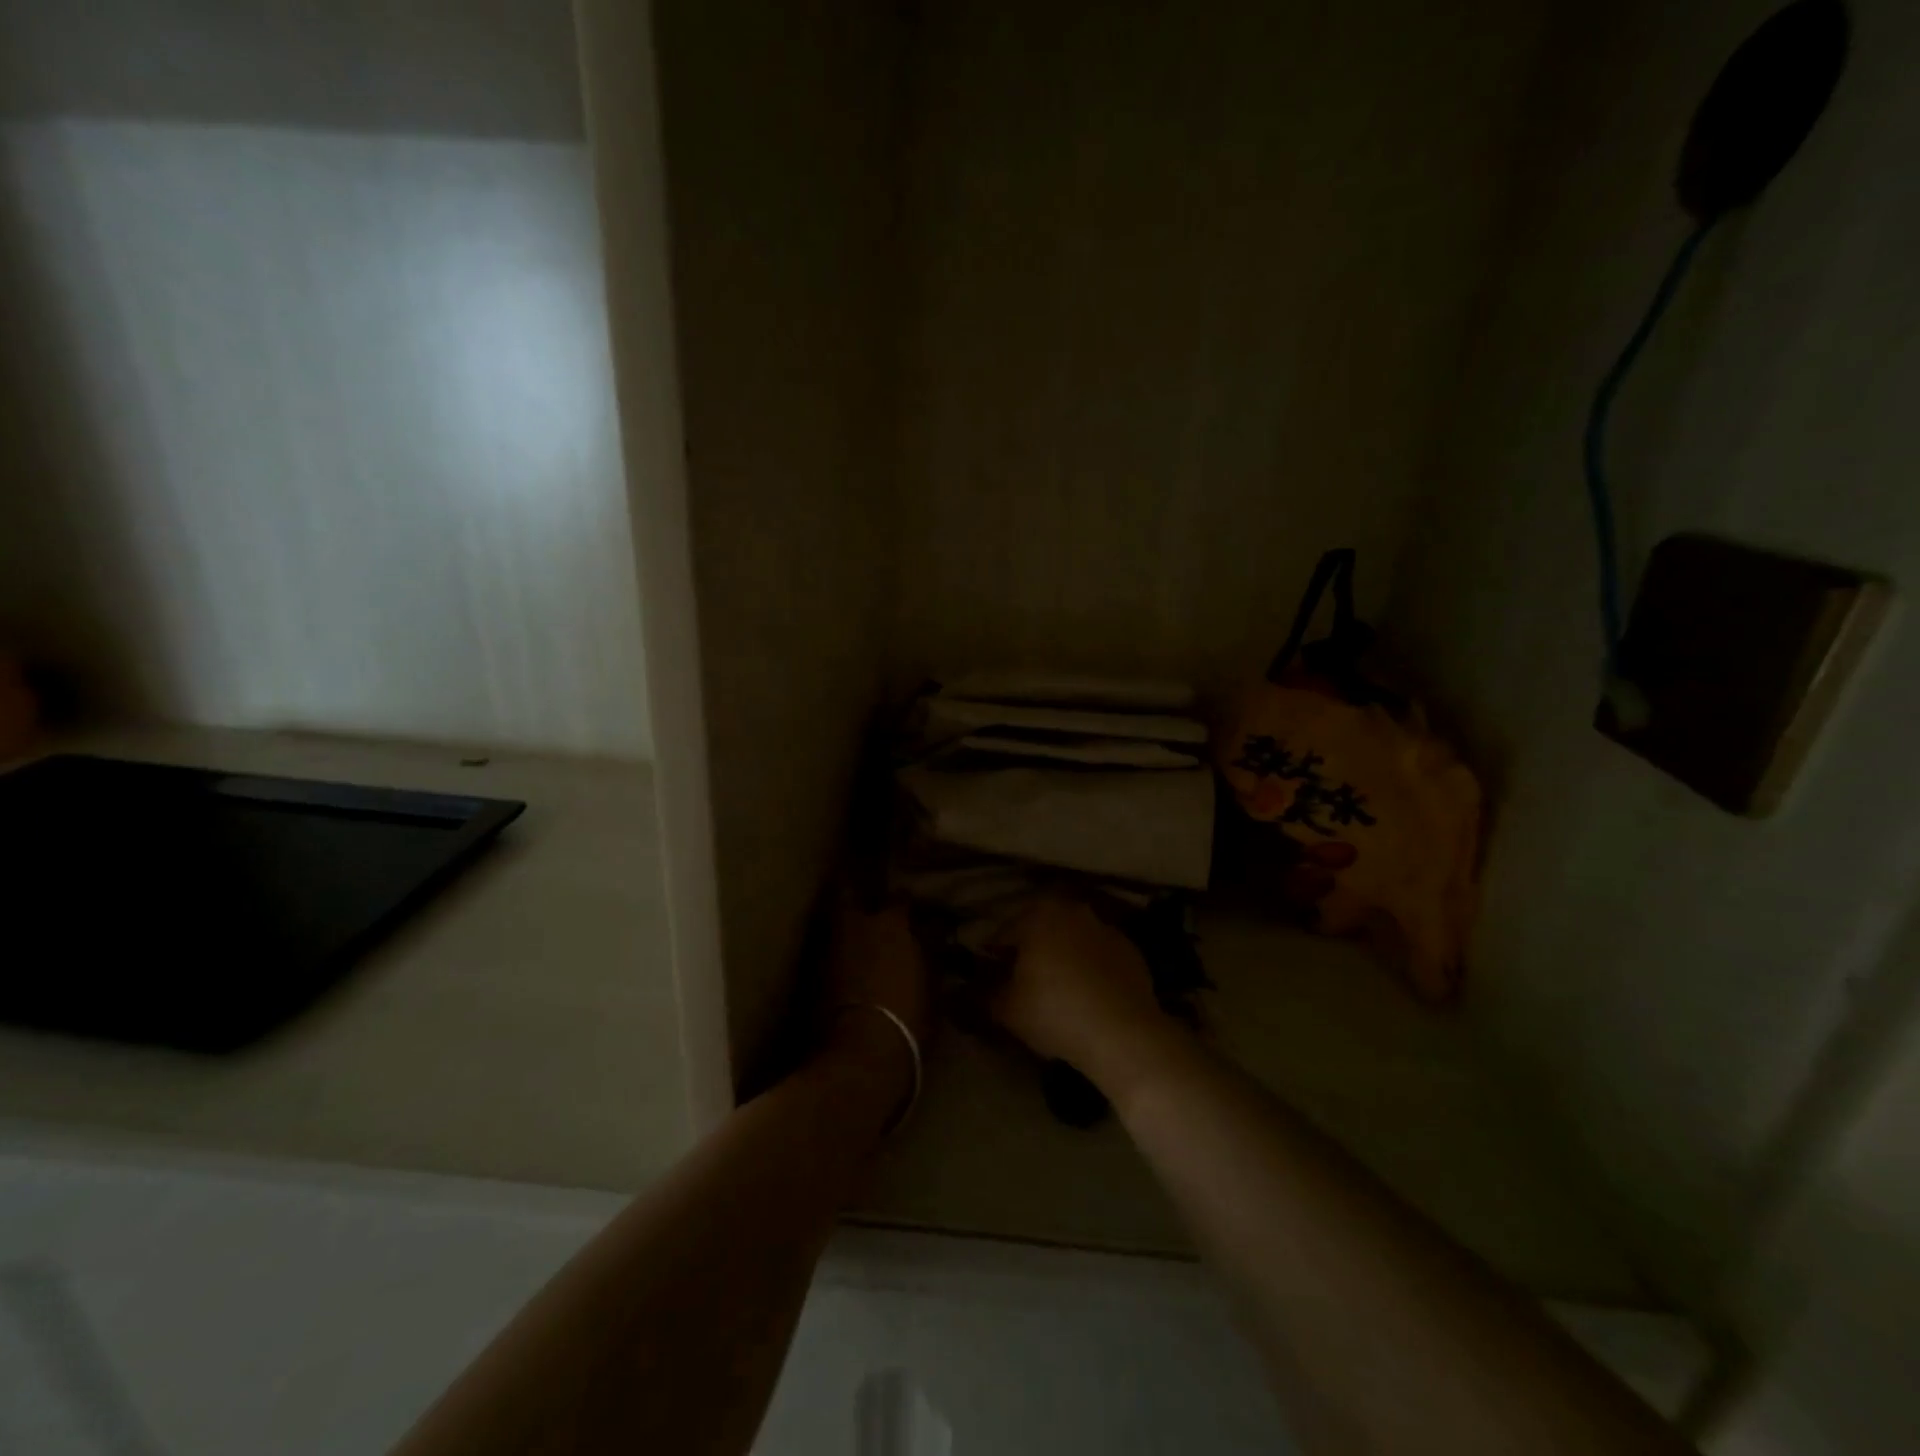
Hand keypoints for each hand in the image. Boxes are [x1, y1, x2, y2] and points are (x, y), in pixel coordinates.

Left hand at [815, 898, 931, 1121]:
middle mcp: (856, 927)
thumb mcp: (932, 987)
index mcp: (891, 924)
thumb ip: (929, 958)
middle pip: (847, 893)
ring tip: (858, 933)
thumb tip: (931, 942)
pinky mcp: (813, 976)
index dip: (906, 902)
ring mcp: (829, 949)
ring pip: (835, 923)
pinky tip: (847, 961)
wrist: (860, 1056)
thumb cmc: (908, 1019)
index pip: (901, 899)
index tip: (912, 906)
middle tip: (867, 899)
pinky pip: (828, 951)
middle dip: (856, 891)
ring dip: (846, 925)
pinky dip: (838, 952)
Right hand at [990, 897, 1180, 1097]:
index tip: (989, 979)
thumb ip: (984, 993)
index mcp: (1039, 915)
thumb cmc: (1055, 1012)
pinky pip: (1099, 956)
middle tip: (1021, 983)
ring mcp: (1105, 928)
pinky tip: (1087, 996)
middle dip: (1029, 951)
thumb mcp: (1006, 1009)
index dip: (993, 957)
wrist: (1122, 1034)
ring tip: (1056, 991)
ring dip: (1061, 957)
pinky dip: (1090, 968)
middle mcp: (1073, 911)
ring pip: (1071, 940)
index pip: (1004, 933)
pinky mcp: (1130, 950)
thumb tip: (970, 988)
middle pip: (1040, 930)